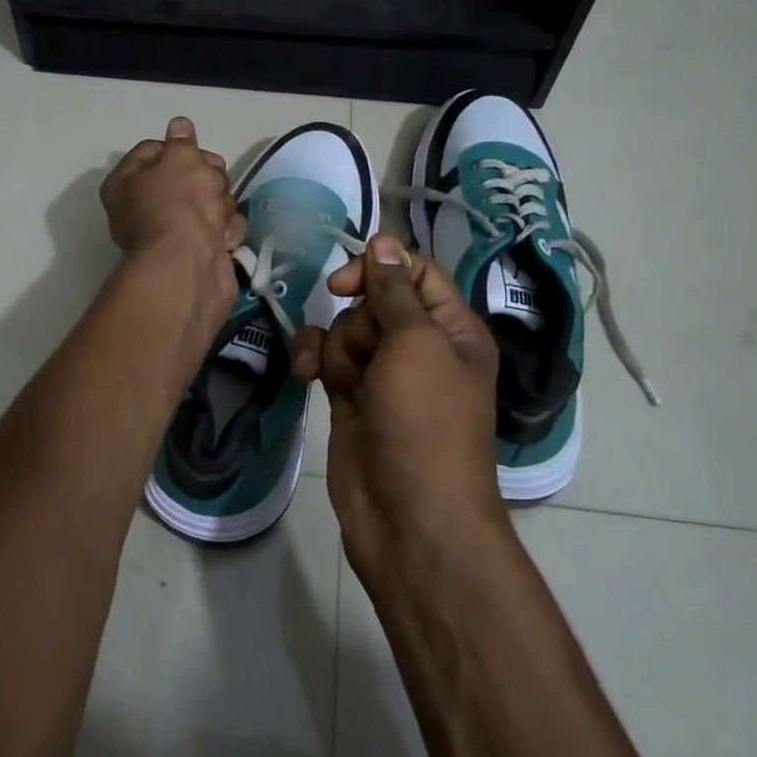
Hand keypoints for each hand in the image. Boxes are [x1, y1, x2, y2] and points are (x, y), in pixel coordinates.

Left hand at [100, 117, 246, 305]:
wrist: (189, 268)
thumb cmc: (177, 206)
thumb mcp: (181, 160)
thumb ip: (182, 142)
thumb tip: (179, 126)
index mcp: (125, 184)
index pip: (152, 151)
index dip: (179, 148)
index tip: (199, 154)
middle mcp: (143, 209)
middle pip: (186, 178)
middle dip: (207, 179)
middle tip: (213, 185)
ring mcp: (171, 234)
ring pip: (208, 203)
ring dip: (221, 207)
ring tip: (217, 219)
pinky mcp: (197, 254)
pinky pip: (218, 231)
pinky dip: (225, 234)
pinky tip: (223, 240)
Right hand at [294, 235, 504, 574]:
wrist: (409, 516)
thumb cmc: (425, 422)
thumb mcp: (416, 344)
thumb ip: (393, 290)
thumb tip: (384, 240)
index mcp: (452, 329)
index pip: (415, 273)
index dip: (380, 269)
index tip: (346, 282)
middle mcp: (420, 347)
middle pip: (374, 301)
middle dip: (358, 321)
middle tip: (365, 354)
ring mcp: (383, 375)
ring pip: (345, 329)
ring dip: (335, 346)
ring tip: (343, 381)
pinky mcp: (351, 398)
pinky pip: (326, 358)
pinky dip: (314, 360)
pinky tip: (305, 375)